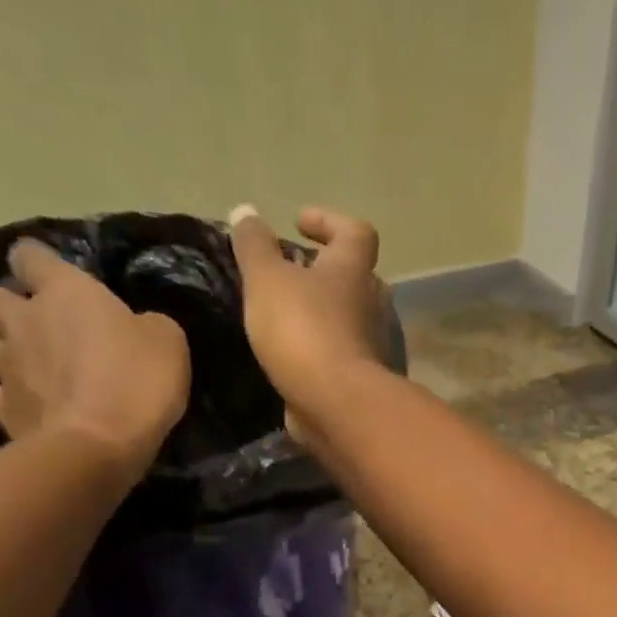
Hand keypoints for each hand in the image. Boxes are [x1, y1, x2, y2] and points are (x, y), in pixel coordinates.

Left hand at [0, 239, 190, 472]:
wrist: (96, 446)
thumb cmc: (136, 384)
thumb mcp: (168, 343)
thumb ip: (147, 325)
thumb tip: (138, 325)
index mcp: (64, 291)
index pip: (30, 255)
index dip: (39, 263)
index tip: (55, 278)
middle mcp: (23, 319)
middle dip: (9, 306)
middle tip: (36, 325)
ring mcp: (4, 365)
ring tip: (22, 360)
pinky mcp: (0, 408)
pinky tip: (10, 400)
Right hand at [226, 205, 390, 437]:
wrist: (336, 404)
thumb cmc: (303, 330)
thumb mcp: (267, 279)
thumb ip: (254, 245)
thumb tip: (245, 212)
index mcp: (353, 270)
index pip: (355, 231)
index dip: (329, 221)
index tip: (298, 223)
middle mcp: (371, 304)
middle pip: (355, 277)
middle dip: (324, 272)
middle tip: (289, 274)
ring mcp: (371, 345)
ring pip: (349, 319)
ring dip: (321, 314)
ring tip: (283, 317)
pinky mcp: (362, 380)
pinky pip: (341, 354)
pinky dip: (320, 349)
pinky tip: (290, 356)